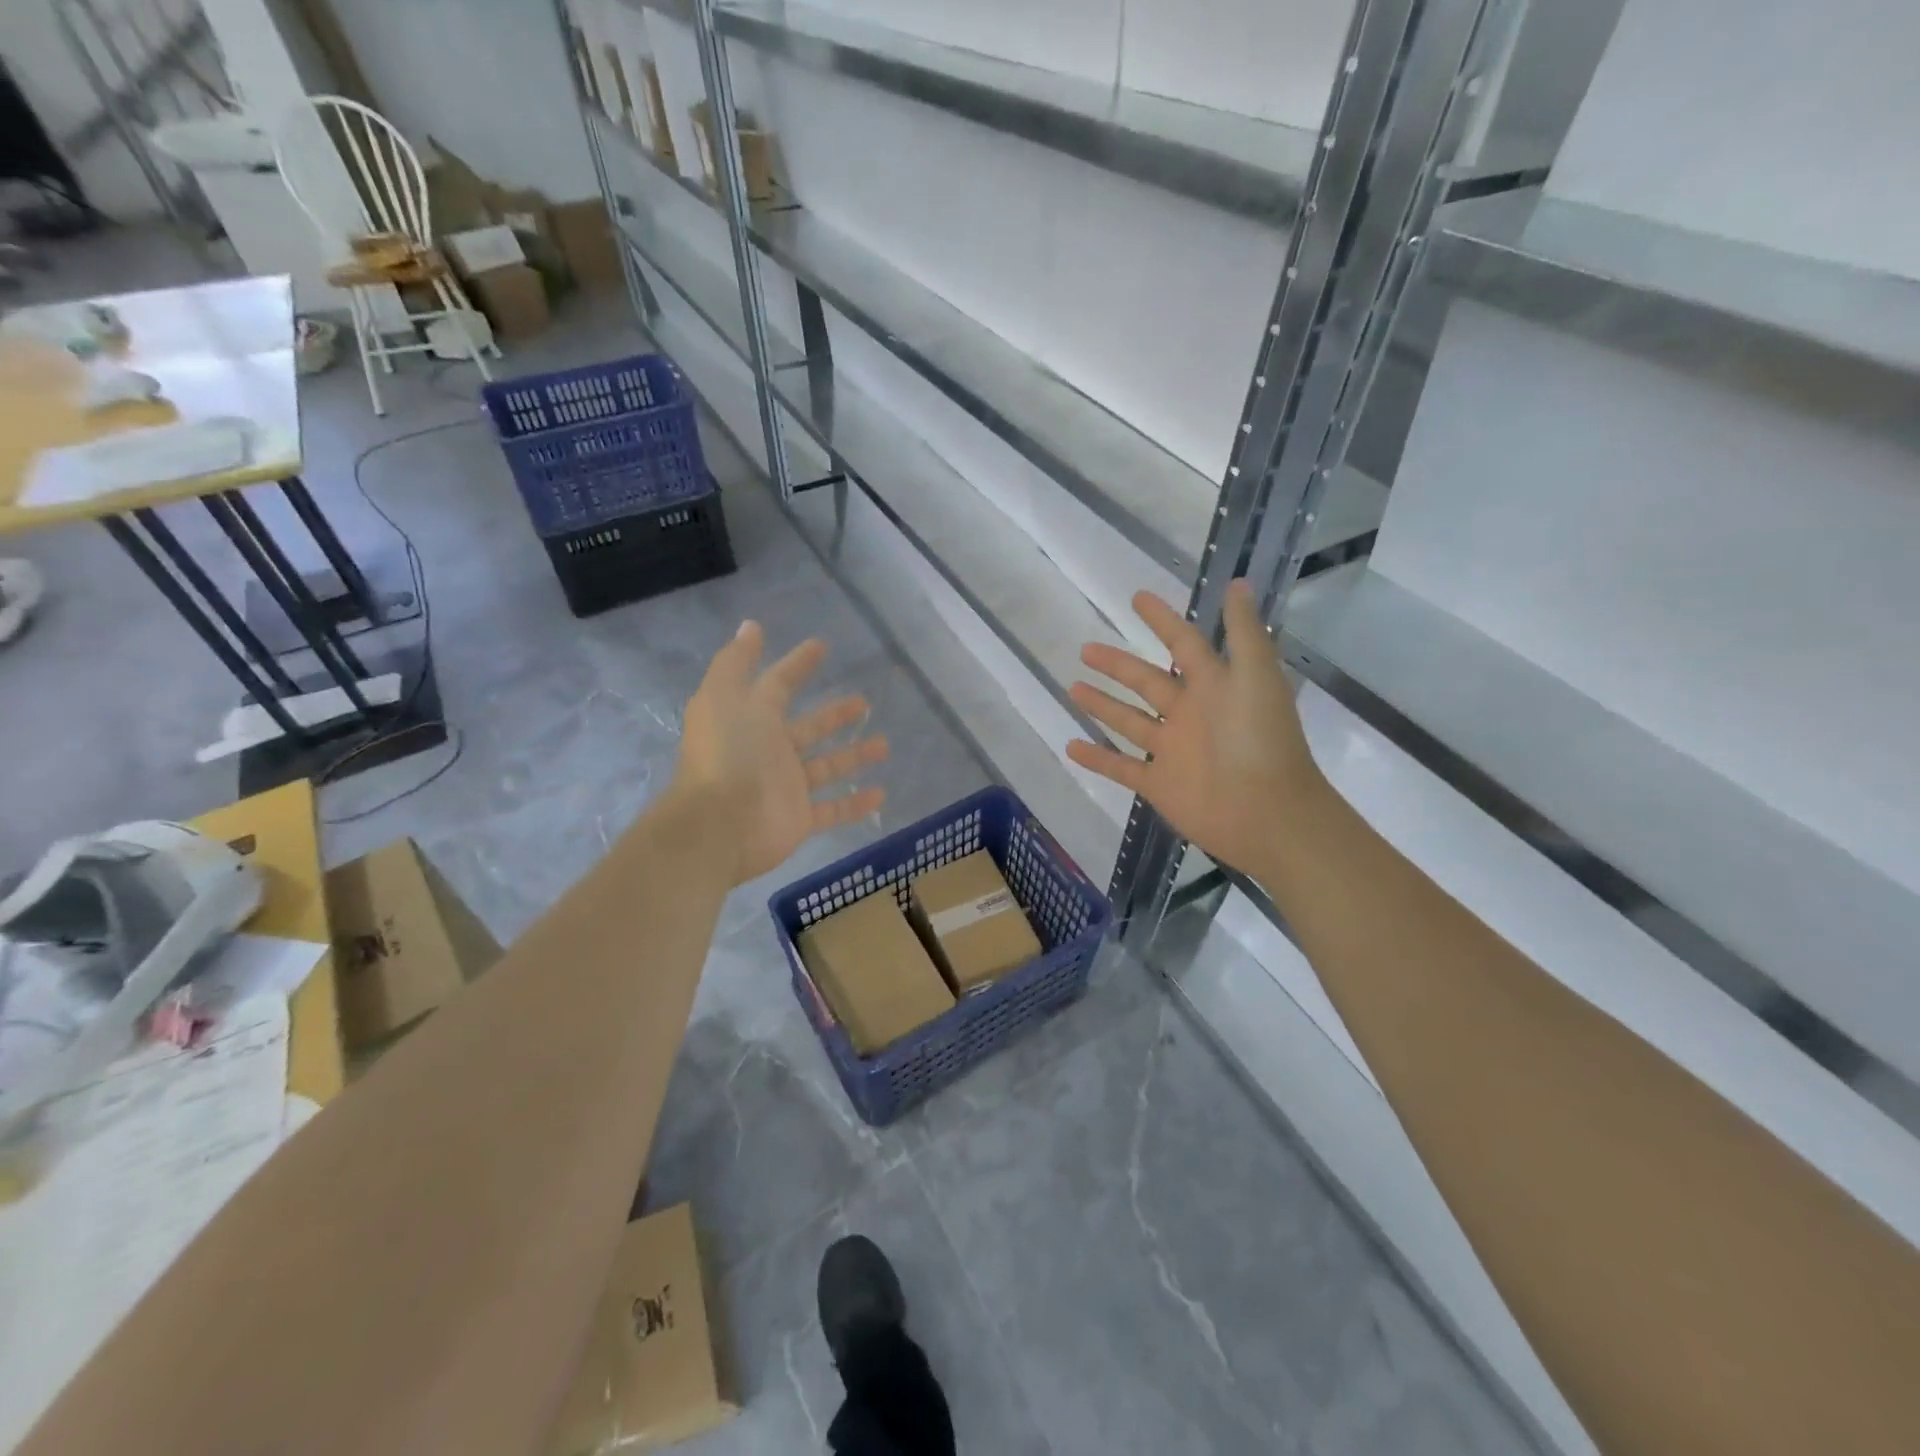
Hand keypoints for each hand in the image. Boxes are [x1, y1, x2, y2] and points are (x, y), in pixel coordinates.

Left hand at [675, 621, 888, 883]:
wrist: (720, 825)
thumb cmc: (727, 755)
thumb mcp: (724, 697)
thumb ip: (737, 662)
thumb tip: (750, 625)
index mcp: (751, 718)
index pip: (779, 684)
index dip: (797, 664)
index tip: (821, 646)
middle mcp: (769, 750)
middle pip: (809, 728)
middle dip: (834, 714)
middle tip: (864, 701)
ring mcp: (786, 786)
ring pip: (827, 766)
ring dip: (854, 755)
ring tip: (885, 744)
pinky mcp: (800, 818)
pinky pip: (833, 809)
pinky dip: (855, 803)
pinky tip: (881, 792)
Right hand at [1067, 580, 1324, 878]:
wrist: (1266, 813)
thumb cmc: (1261, 739)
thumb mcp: (1256, 676)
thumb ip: (1244, 631)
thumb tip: (1237, 583)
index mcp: (1213, 685)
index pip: (1182, 643)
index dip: (1162, 620)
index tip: (1136, 598)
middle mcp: (1189, 713)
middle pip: (1145, 681)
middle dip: (1117, 665)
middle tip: (1086, 649)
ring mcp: (1171, 750)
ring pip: (1128, 721)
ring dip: (1102, 704)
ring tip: (1072, 687)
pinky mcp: (1158, 783)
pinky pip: (1120, 767)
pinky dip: (1096, 758)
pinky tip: (1070, 745)